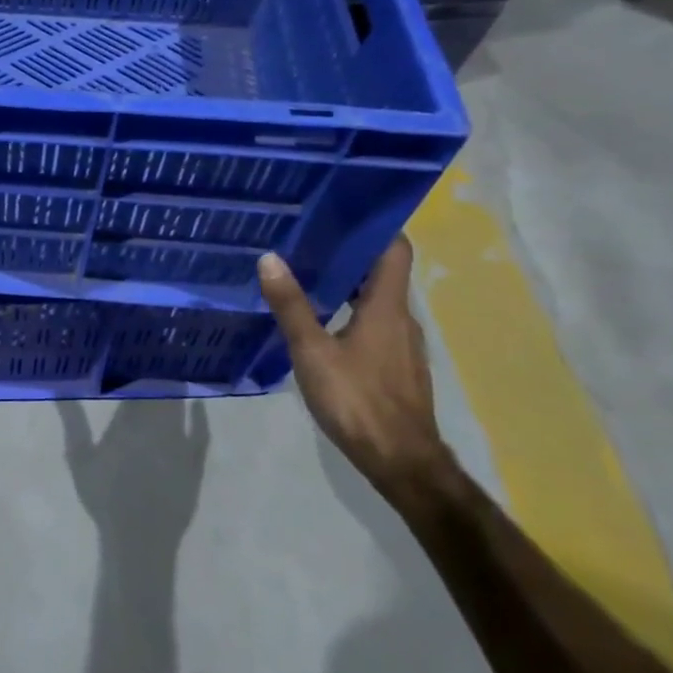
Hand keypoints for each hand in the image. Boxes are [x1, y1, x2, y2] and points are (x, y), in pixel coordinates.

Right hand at [256, 239, 455, 503]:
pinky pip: (375, 325)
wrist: (401, 460)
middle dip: (348, 255)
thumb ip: (291, 305)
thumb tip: (269, 258)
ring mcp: (402, 344)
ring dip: (347, 286)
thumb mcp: (312, 352)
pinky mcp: (397, 366)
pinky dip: (351, 314)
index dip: (374, 227)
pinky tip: (322, 326)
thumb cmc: (358, 400)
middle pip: (382, 273)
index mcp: (386, 306)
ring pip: (377, 301)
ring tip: (306, 278)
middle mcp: (401, 318)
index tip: (341, 212)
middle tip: (306, 242)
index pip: (394, 249)